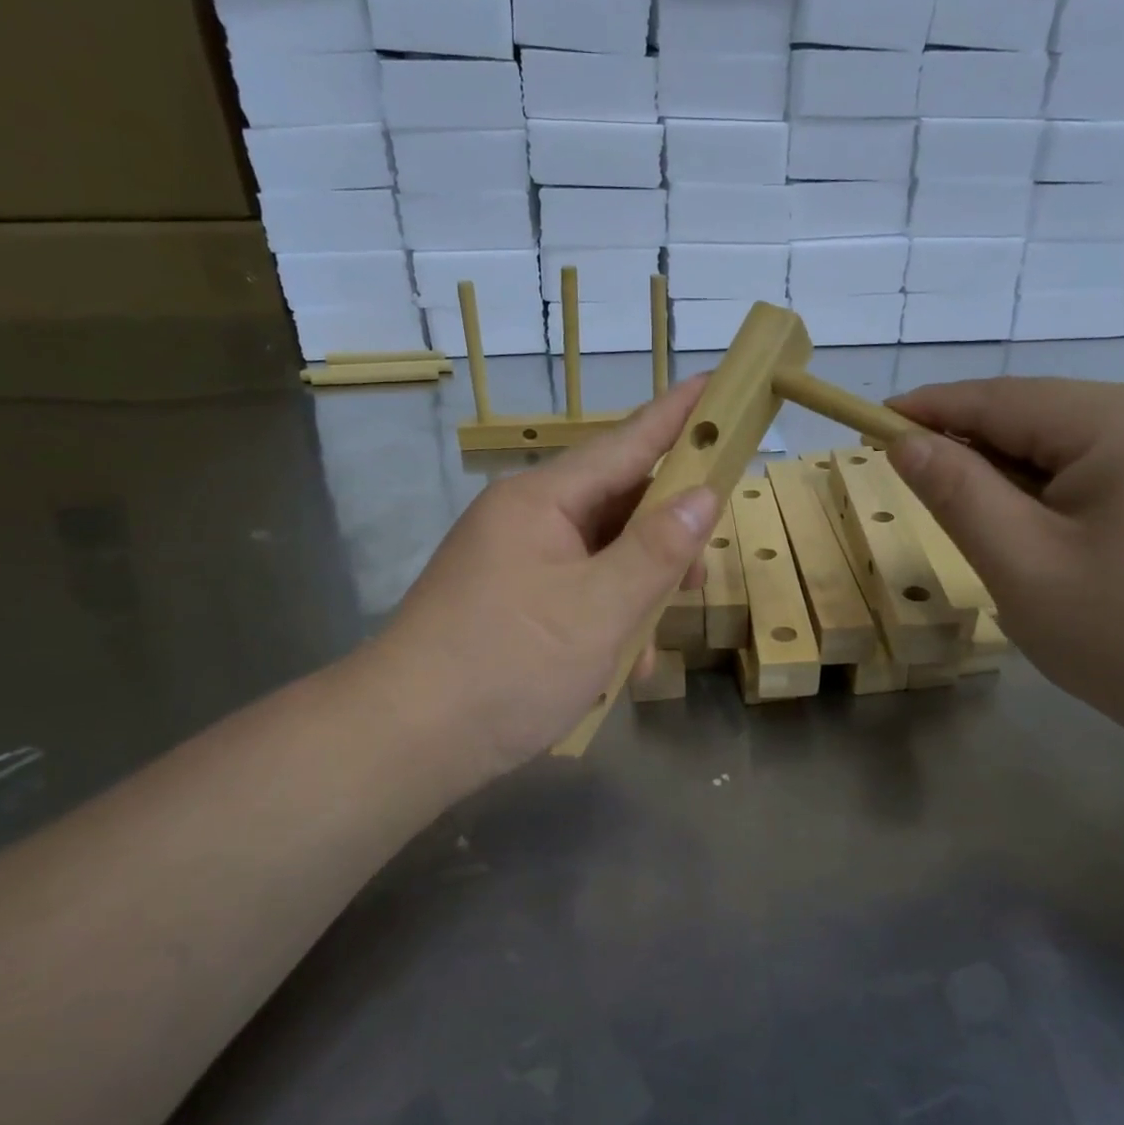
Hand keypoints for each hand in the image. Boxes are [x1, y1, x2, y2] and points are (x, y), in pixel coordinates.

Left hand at [365, 378, 717, 785]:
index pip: (626, 443)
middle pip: (617, 505)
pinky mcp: (511, 605)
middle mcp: (527, 521)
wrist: (404, 741)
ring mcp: (515, 564)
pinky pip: (577, 594)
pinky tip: (621, 667)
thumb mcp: (598, 610)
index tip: (719, 383)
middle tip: (704, 573)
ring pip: (601, 558)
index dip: (678, 416)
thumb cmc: (506, 665)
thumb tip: (704, 495)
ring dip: (639, 594)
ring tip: (658, 642)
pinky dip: (607, 622)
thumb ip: (657, 551)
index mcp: (542, 501)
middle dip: (667, 538)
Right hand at [887, 377, 1123, 741]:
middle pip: (1040, 416)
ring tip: (985, 526)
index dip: (930, 410)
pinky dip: (1059, 489)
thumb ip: (957, 493)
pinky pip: (1108, 464)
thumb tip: (904, 442)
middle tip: (920, 490)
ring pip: (1072, 442)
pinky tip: (1047, 533)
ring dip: (1016, 474)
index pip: (1001, 399)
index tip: (871, 424)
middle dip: (975, 448)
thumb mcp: (1022, 565)